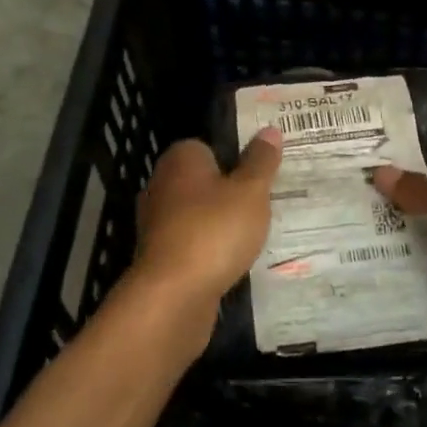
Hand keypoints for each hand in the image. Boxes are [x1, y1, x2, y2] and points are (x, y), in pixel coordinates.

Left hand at [131, 130, 283, 317]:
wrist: (173, 296)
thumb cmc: (214, 230)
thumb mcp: (251, 191)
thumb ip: (261, 161)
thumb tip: (270, 130)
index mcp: (181, 159)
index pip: (209, 146)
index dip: (236, 156)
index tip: (262, 172)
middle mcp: (162, 184)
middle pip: (204, 180)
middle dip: (230, 191)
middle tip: (265, 201)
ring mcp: (157, 223)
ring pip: (198, 213)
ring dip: (220, 222)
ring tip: (255, 232)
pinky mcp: (160, 257)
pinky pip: (193, 242)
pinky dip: (210, 248)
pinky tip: (233, 259)